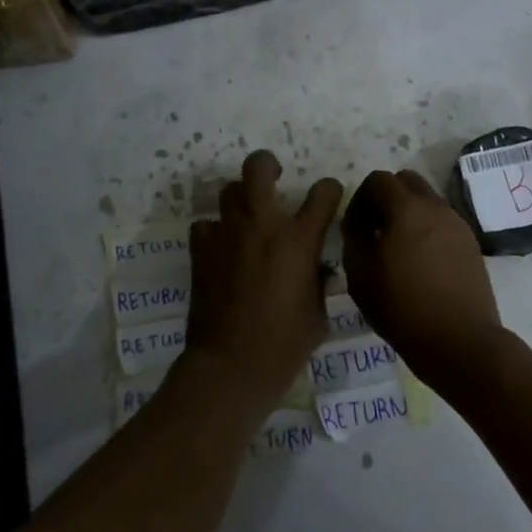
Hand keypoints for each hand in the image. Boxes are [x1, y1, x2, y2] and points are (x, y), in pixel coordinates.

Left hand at [186, 151, 341, 414]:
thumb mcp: (318, 315)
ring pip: (229, 190)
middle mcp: (262, 225)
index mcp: (299, 240)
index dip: (329, 190)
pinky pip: (205, 225)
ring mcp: (227, 234)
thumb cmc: (284, 345)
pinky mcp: (201, 250)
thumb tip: (320, 269)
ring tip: (246, 216)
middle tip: (273, 178)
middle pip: (258, 167)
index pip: (323, 193)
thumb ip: (320, 283)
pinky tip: (221, 248)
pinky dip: (214, 231)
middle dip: (267, 164)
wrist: (230, 366)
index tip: (329, 196)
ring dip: (240, 198)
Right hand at [341, 169, 506, 396]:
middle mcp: (435, 206)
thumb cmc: (403, 310)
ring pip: (427, 199)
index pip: (378, 180)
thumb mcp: (360, 276)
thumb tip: (358, 223)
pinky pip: (442, 220)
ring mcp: (457, 223)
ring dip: (408, 211)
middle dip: (386, 197)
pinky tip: (421, 260)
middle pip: (406, 181)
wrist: (461, 342)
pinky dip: (427, 227)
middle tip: (375, 229)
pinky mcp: (470, 243)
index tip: (354, 227)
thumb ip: (353, 238)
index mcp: (406, 209)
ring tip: (398, 247)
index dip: (360, 198)